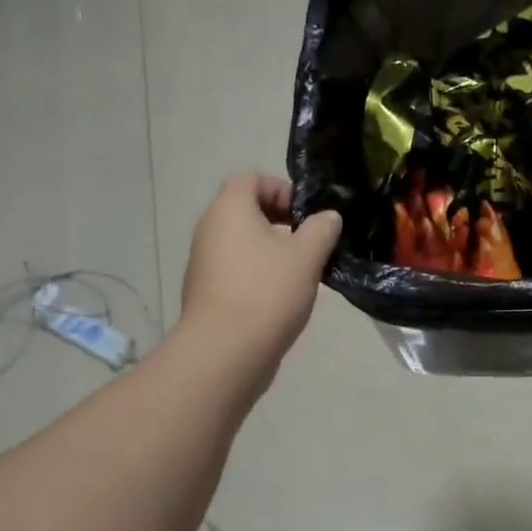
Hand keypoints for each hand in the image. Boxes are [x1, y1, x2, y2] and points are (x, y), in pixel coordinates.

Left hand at [180, 174, 341, 379]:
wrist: (225, 352)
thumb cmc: (267, 292)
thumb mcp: (307, 256)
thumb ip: (322, 229)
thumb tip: (327, 217)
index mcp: (230, 209)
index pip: (253, 178)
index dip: (283, 189)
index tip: (308, 216)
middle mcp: (210, 229)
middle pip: (247, 211)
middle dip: (283, 222)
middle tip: (312, 244)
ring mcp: (204, 263)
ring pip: (244, 243)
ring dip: (273, 251)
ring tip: (303, 274)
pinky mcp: (206, 292)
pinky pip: (237, 270)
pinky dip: (259, 275)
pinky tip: (283, 298)